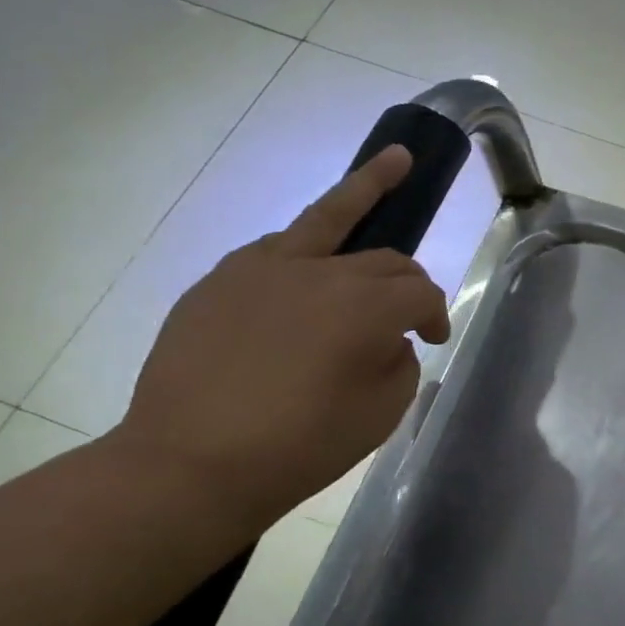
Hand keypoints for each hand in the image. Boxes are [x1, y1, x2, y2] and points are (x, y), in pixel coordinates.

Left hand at [111, 145, 449, 529]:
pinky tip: (311, 264)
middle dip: (409, 281)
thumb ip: (399, 362)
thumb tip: (386, 338)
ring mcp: (263, 269)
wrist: (189, 464)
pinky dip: (307, 249)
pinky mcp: (221, 280)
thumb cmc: (301, 446)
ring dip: (368, 187)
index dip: (436, 316)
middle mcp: (320, 273)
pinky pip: (278, 247)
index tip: (433, 341)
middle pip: (387, 258)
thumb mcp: (381, 412)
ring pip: (329, 214)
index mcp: (366, 308)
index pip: (421, 293)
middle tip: (412, 310)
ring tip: (395, 161)